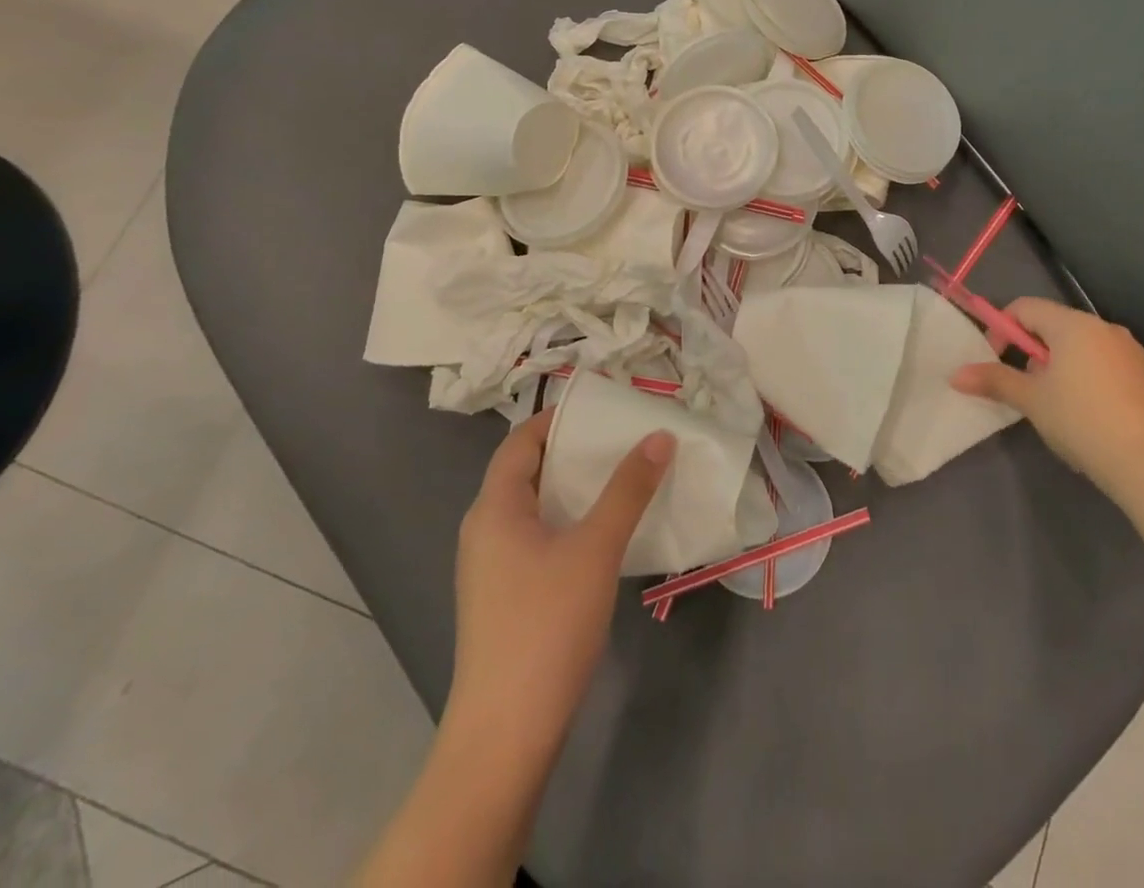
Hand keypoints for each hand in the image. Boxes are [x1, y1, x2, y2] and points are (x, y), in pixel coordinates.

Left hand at [447, 409, 674, 758]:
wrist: (506, 733)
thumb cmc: (546, 624)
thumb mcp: (595, 548)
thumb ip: (628, 489)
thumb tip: (659, 436)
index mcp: (494, 507)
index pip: (522, 440)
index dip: (559, 418)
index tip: (604, 409)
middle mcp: (485, 530)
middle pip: (528, 471)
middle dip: (574, 452)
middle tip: (623, 439)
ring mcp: (491, 567)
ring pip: (535, 508)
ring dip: (575, 489)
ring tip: (623, 478)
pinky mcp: (505, 597)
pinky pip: (537, 538)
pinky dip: (569, 522)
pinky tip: (605, 534)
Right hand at [951, 298, 1143, 494]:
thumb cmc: (1081, 421)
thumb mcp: (1031, 401)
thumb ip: (994, 381)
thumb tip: (956, 375)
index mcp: (1073, 325)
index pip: (1025, 307)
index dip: (1003, 329)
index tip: (997, 361)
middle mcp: (1106, 329)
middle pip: (1056, 327)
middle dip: (1035, 353)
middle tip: (1029, 390)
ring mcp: (1135, 352)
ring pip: (1085, 349)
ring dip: (1064, 368)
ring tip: (1061, 408)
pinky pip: (1112, 368)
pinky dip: (1094, 382)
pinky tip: (1095, 419)